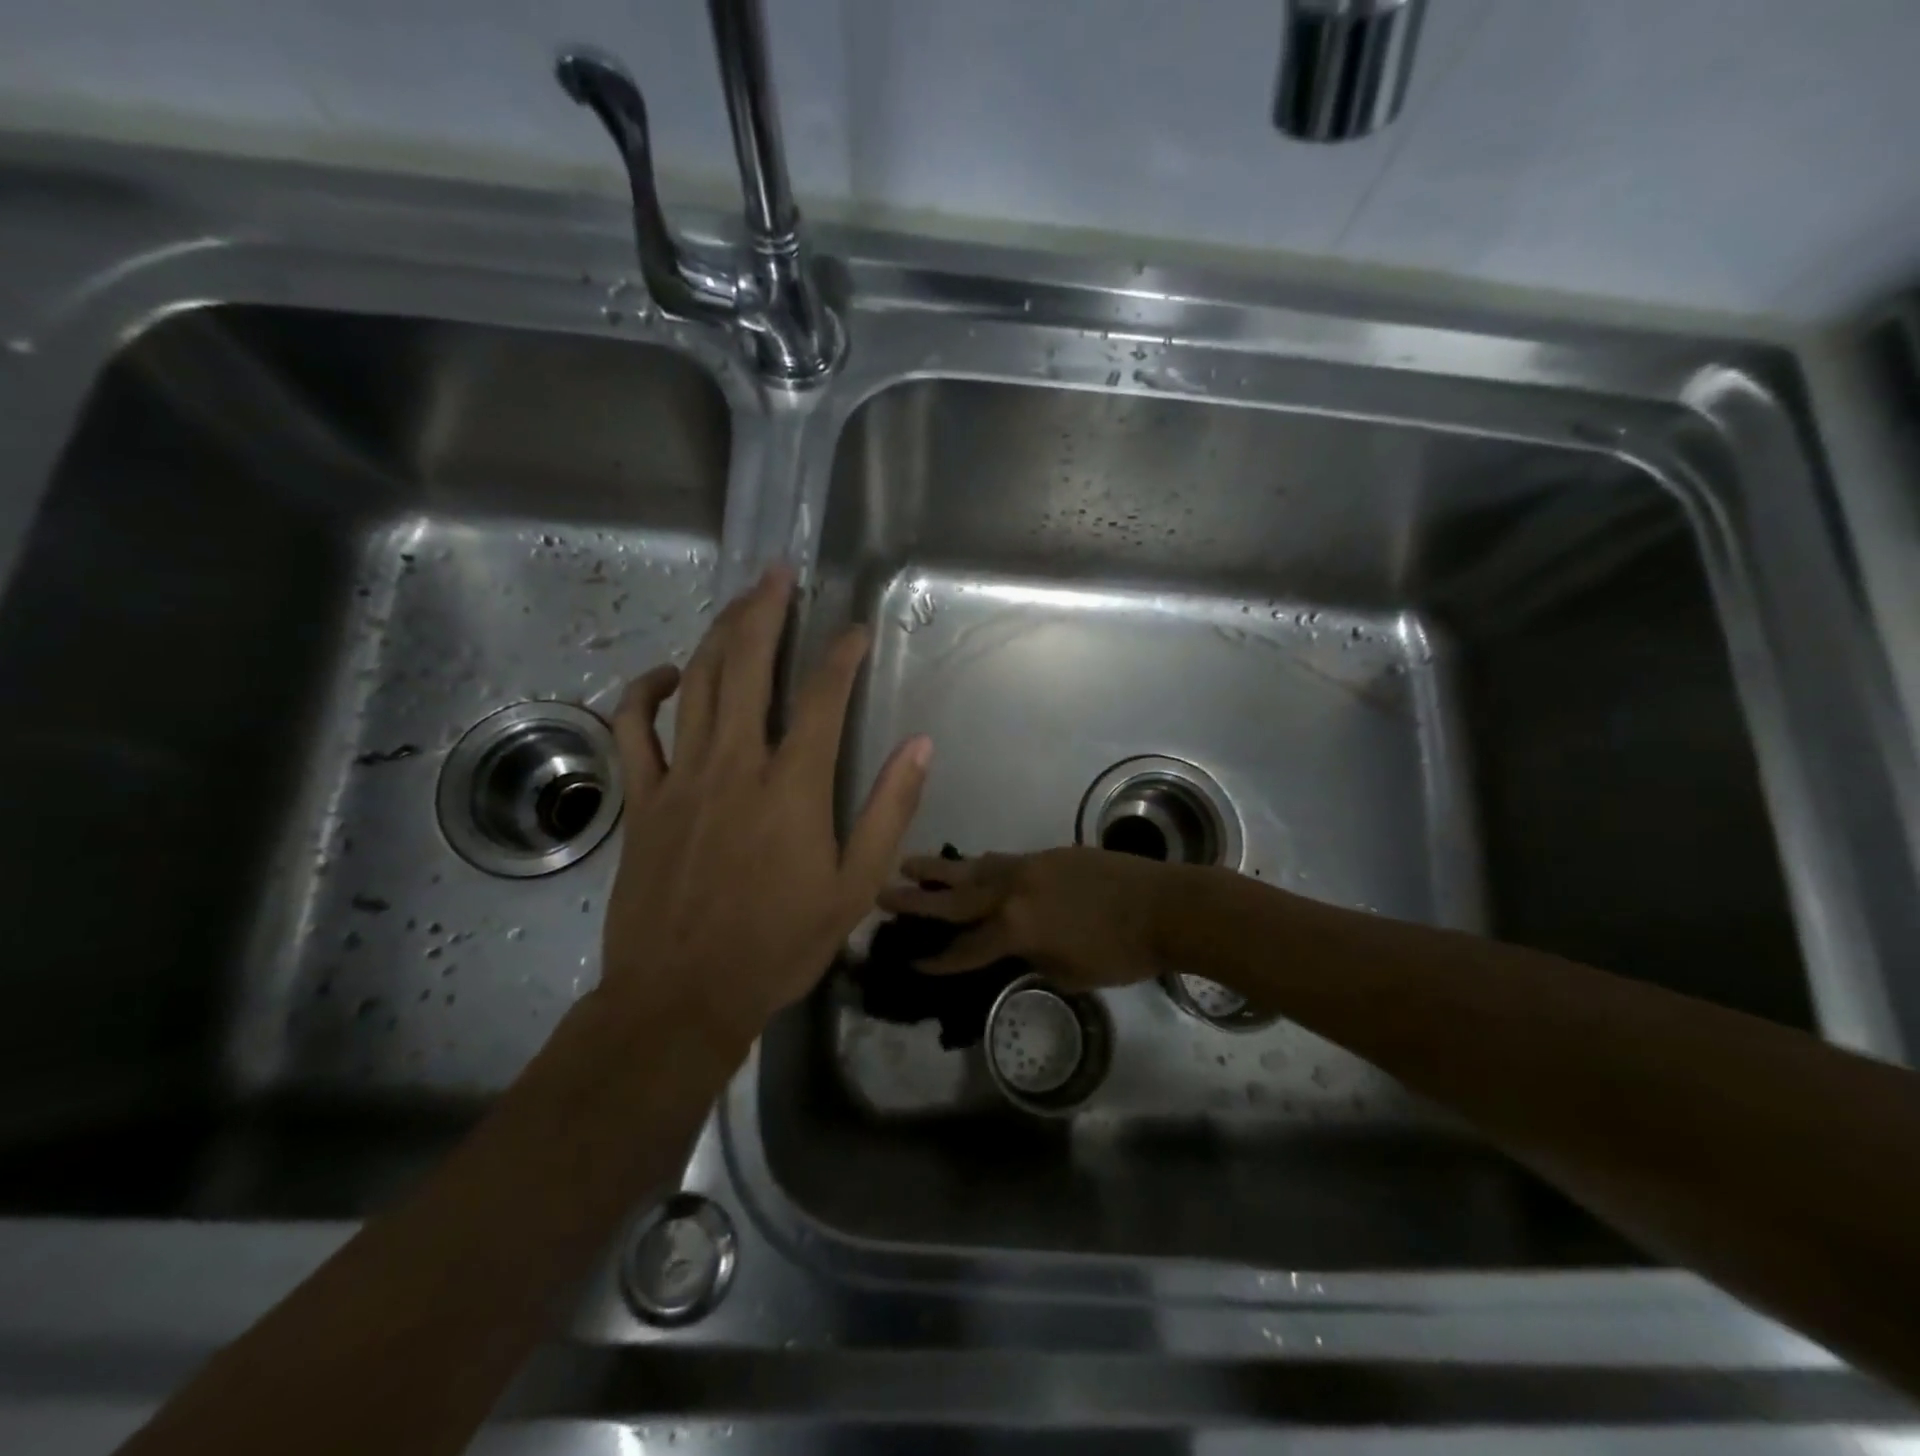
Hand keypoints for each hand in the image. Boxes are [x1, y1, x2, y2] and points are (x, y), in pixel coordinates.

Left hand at [598, 566, 931, 1048]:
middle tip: (777, 572)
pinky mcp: (642, 798)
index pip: (822, 697)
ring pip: (696, 683)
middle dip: (764, 611)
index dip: (842, 655)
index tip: (856, 629)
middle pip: (747, 666)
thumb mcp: (855, 887)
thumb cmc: (778, 945)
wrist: (682, 996)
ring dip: (717, 634)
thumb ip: (888, 811)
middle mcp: (734, 765)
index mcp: (792, 787)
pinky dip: (645, 692)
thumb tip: (919, 745)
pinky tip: (667, 674)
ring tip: (738, 600)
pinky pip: (634, 729)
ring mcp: (681, 777)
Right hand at [876, 847, 1172, 989]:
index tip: (910, 962)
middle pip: (955, 896)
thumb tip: (1018, 951)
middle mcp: (1014, 891)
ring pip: (975, 867)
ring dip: (941, 868)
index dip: (937, 959)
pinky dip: (980, 866)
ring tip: (910, 862)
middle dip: (917, 898)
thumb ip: (1034, 961)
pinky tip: (971, 866)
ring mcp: (1030, 866)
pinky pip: (1002, 860)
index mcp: (1017, 927)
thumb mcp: (1071, 973)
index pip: (966, 948)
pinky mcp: (1048, 854)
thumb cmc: (1122, 952)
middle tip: (883, 892)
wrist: (1166, 905)